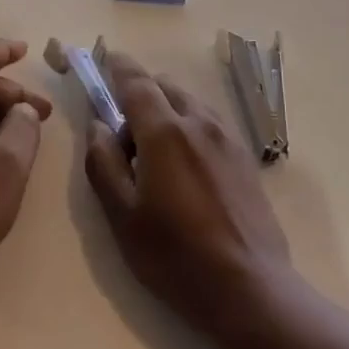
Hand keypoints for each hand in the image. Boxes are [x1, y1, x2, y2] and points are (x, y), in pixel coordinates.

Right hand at [83, 50, 294, 348]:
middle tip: (123, 128)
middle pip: (165, 87)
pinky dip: (189, 125)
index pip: (136, 81)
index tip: (105, 59)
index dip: (118, 66)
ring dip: (167, 109)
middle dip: (141, 92)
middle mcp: (199, 123)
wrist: (251, 290)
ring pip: (190, 103)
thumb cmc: (175, 256)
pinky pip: (209, 123)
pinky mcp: (245, 158)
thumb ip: (102, 162)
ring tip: (154, 152)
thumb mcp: (122, 216)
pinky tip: (184, 165)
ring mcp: (227, 139)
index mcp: (164, 131)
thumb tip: (97, 125)